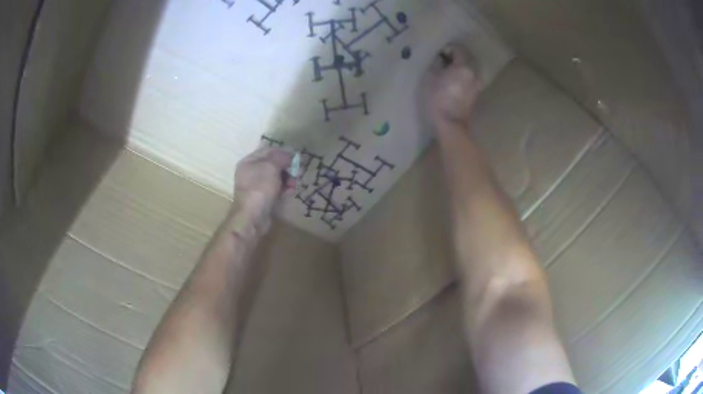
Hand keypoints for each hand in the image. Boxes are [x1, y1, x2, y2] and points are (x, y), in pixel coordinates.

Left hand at [232, 147, 293, 233]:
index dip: (282, 152)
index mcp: (249, 162)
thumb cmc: (259, 188)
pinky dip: (284, 189)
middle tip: (297, 172)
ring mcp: (256, 187)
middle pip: (273, 164)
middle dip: (287, 167)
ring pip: (276, 177)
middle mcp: (251, 172)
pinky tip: (290, 192)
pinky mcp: (263, 199)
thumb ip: (281, 157)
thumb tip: (289, 154)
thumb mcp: (271, 166)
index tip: (295, 157)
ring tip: (294, 185)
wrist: (252, 217)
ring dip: (288, 179)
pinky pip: (276, 189)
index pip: (268, 150)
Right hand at [421, 44, 481, 128]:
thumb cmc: (438, 99)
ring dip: (458, 68)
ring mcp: (477, 85)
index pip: (458, 49)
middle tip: (441, 62)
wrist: (450, 125)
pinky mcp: (475, 94)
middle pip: (465, 58)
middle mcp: (474, 73)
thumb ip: (437, 63)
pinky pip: (468, 79)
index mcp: (464, 66)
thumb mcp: (430, 77)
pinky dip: (461, 77)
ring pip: (468, 69)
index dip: (447, 49)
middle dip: (454, 58)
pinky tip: (451, 83)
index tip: (438, 54)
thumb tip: (441, 58)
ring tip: (445, 73)